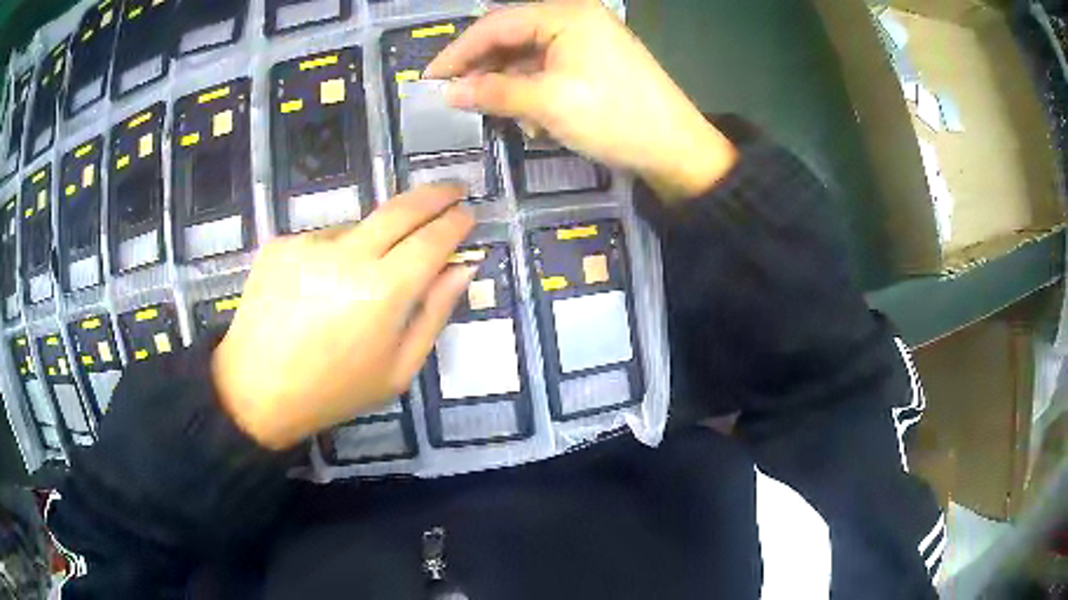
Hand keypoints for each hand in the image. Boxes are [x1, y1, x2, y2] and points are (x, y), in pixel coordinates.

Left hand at [212, 185, 475, 449]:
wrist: (256, 390)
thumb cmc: (333, 391)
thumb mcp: (398, 370)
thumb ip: (434, 314)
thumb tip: (462, 269)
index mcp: (383, 292)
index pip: (433, 240)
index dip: (455, 223)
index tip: (469, 213)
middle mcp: (348, 254)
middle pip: (401, 209)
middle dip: (434, 195)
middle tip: (453, 189)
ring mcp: (310, 243)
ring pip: (360, 225)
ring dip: (376, 238)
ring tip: (359, 281)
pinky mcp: (282, 243)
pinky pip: (323, 239)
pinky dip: (334, 253)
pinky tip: (319, 287)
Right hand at [425, 0, 737, 201]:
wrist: (676, 150)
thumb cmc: (613, 118)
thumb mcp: (547, 104)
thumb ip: (494, 92)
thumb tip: (449, 92)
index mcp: (566, 15)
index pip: (497, 25)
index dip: (459, 51)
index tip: (431, 79)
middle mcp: (575, 20)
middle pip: (512, 38)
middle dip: (484, 69)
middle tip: (456, 98)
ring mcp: (587, 42)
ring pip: (529, 57)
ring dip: (508, 85)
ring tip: (494, 114)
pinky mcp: (594, 64)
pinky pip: (549, 71)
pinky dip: (532, 93)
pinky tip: (529, 119)